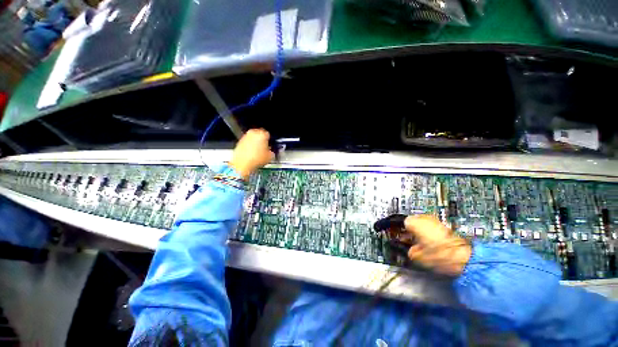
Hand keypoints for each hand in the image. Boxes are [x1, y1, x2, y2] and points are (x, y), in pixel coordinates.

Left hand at [229, 129, 274, 178]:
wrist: (242, 163)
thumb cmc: (257, 159)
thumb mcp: (270, 156)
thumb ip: (272, 152)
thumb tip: (271, 151)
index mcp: (262, 134)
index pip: (268, 134)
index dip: (270, 140)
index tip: (270, 145)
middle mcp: (254, 132)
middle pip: (260, 133)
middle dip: (262, 139)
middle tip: (264, 146)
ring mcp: (245, 136)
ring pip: (253, 137)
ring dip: (255, 141)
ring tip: (258, 150)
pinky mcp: (239, 141)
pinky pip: (247, 141)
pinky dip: (249, 145)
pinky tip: (251, 152)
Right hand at [403, 215, 471, 275]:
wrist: (463, 259)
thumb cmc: (438, 256)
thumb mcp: (417, 256)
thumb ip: (409, 249)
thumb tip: (410, 249)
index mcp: (414, 222)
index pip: (403, 222)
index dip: (403, 231)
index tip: (404, 238)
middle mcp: (425, 218)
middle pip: (413, 220)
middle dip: (412, 229)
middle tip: (412, 240)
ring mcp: (436, 220)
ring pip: (424, 222)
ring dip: (421, 229)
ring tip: (423, 242)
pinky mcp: (446, 225)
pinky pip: (433, 226)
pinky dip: (431, 231)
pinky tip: (433, 242)